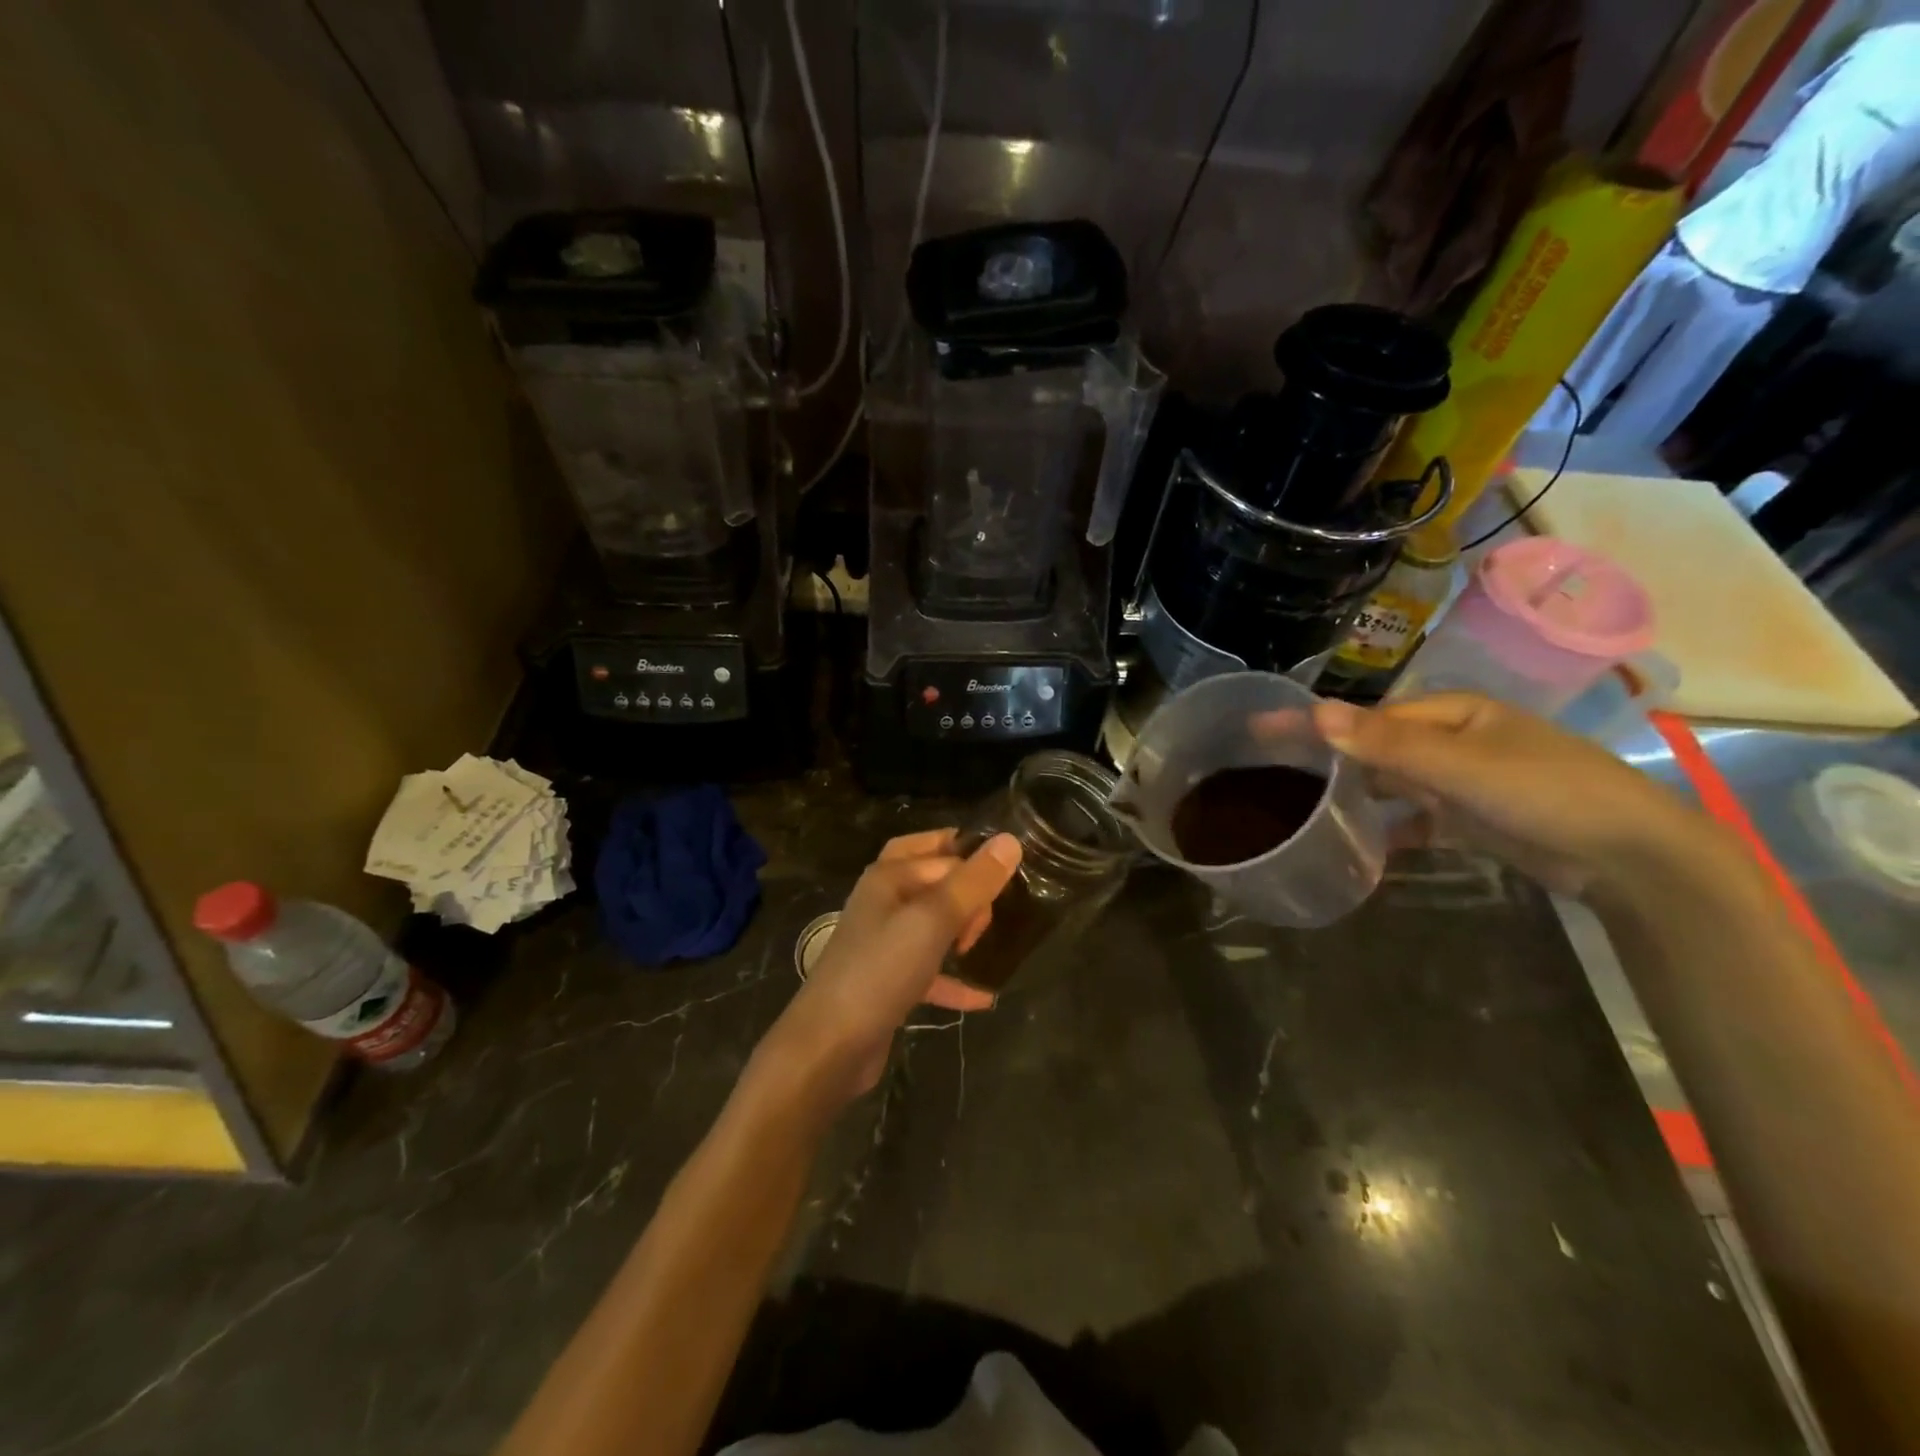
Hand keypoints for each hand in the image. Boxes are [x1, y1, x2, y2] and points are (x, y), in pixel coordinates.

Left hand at [755, 829, 1022, 1110]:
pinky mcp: (888, 980)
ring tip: (992, 942)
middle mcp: (883, 901)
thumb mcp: (932, 920)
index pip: (941, 849)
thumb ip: (972, 882)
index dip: (975, 862)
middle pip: (934, 879)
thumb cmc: (880, 971)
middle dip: (968, 890)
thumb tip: (1009, 840)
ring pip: (932, 922)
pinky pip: (929, 969)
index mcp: (889, 876)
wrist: (828, 1047)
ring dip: (962, 929)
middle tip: (994, 912)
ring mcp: (884, 942)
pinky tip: (984, 996)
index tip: (1012, 882)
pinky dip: (954, 978)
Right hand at [1305, 694, 1716, 896]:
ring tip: (1301, 812)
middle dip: (1328, 761)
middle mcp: (1451, 741)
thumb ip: (1386, 742)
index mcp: (1450, 712)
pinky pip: (1413, 821)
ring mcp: (1460, 782)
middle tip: (1269, 775)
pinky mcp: (1469, 820)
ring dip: (1354, 798)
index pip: (1366, 716)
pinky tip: (1357, 849)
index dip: (1316, 726)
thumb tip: (1314, 711)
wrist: (1630, 857)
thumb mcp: (1460, 764)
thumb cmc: (1545, 791)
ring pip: (1391, 785)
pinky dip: (1388, 831)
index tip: (1262, 734)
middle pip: (1375, 748)